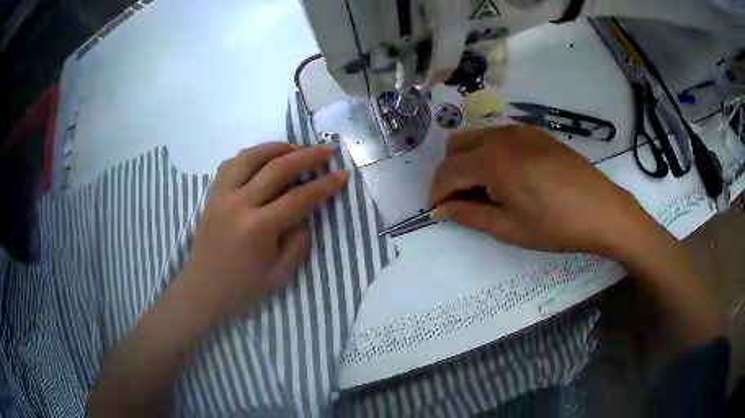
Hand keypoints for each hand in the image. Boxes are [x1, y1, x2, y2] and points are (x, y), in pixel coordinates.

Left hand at [178, 142, 347, 322]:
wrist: (202, 290)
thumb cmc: (243, 288)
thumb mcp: (280, 273)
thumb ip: (298, 240)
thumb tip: (306, 212)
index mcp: (258, 228)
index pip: (298, 198)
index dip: (324, 185)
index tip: (343, 175)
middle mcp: (238, 204)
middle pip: (276, 168)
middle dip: (307, 156)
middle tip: (327, 150)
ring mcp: (221, 196)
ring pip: (250, 157)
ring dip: (276, 147)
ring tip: (295, 147)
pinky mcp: (212, 195)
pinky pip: (231, 164)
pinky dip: (250, 156)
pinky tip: (263, 159)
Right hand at [429, 125, 651, 255]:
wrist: (602, 210)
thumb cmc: (555, 226)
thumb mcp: (508, 228)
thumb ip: (468, 215)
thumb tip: (439, 210)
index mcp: (492, 161)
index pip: (448, 171)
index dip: (437, 192)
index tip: (438, 211)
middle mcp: (501, 136)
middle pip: (456, 146)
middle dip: (450, 174)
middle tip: (463, 201)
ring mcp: (520, 130)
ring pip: (477, 137)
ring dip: (469, 161)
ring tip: (487, 190)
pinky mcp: (536, 132)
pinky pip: (499, 136)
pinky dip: (491, 153)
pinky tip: (510, 176)